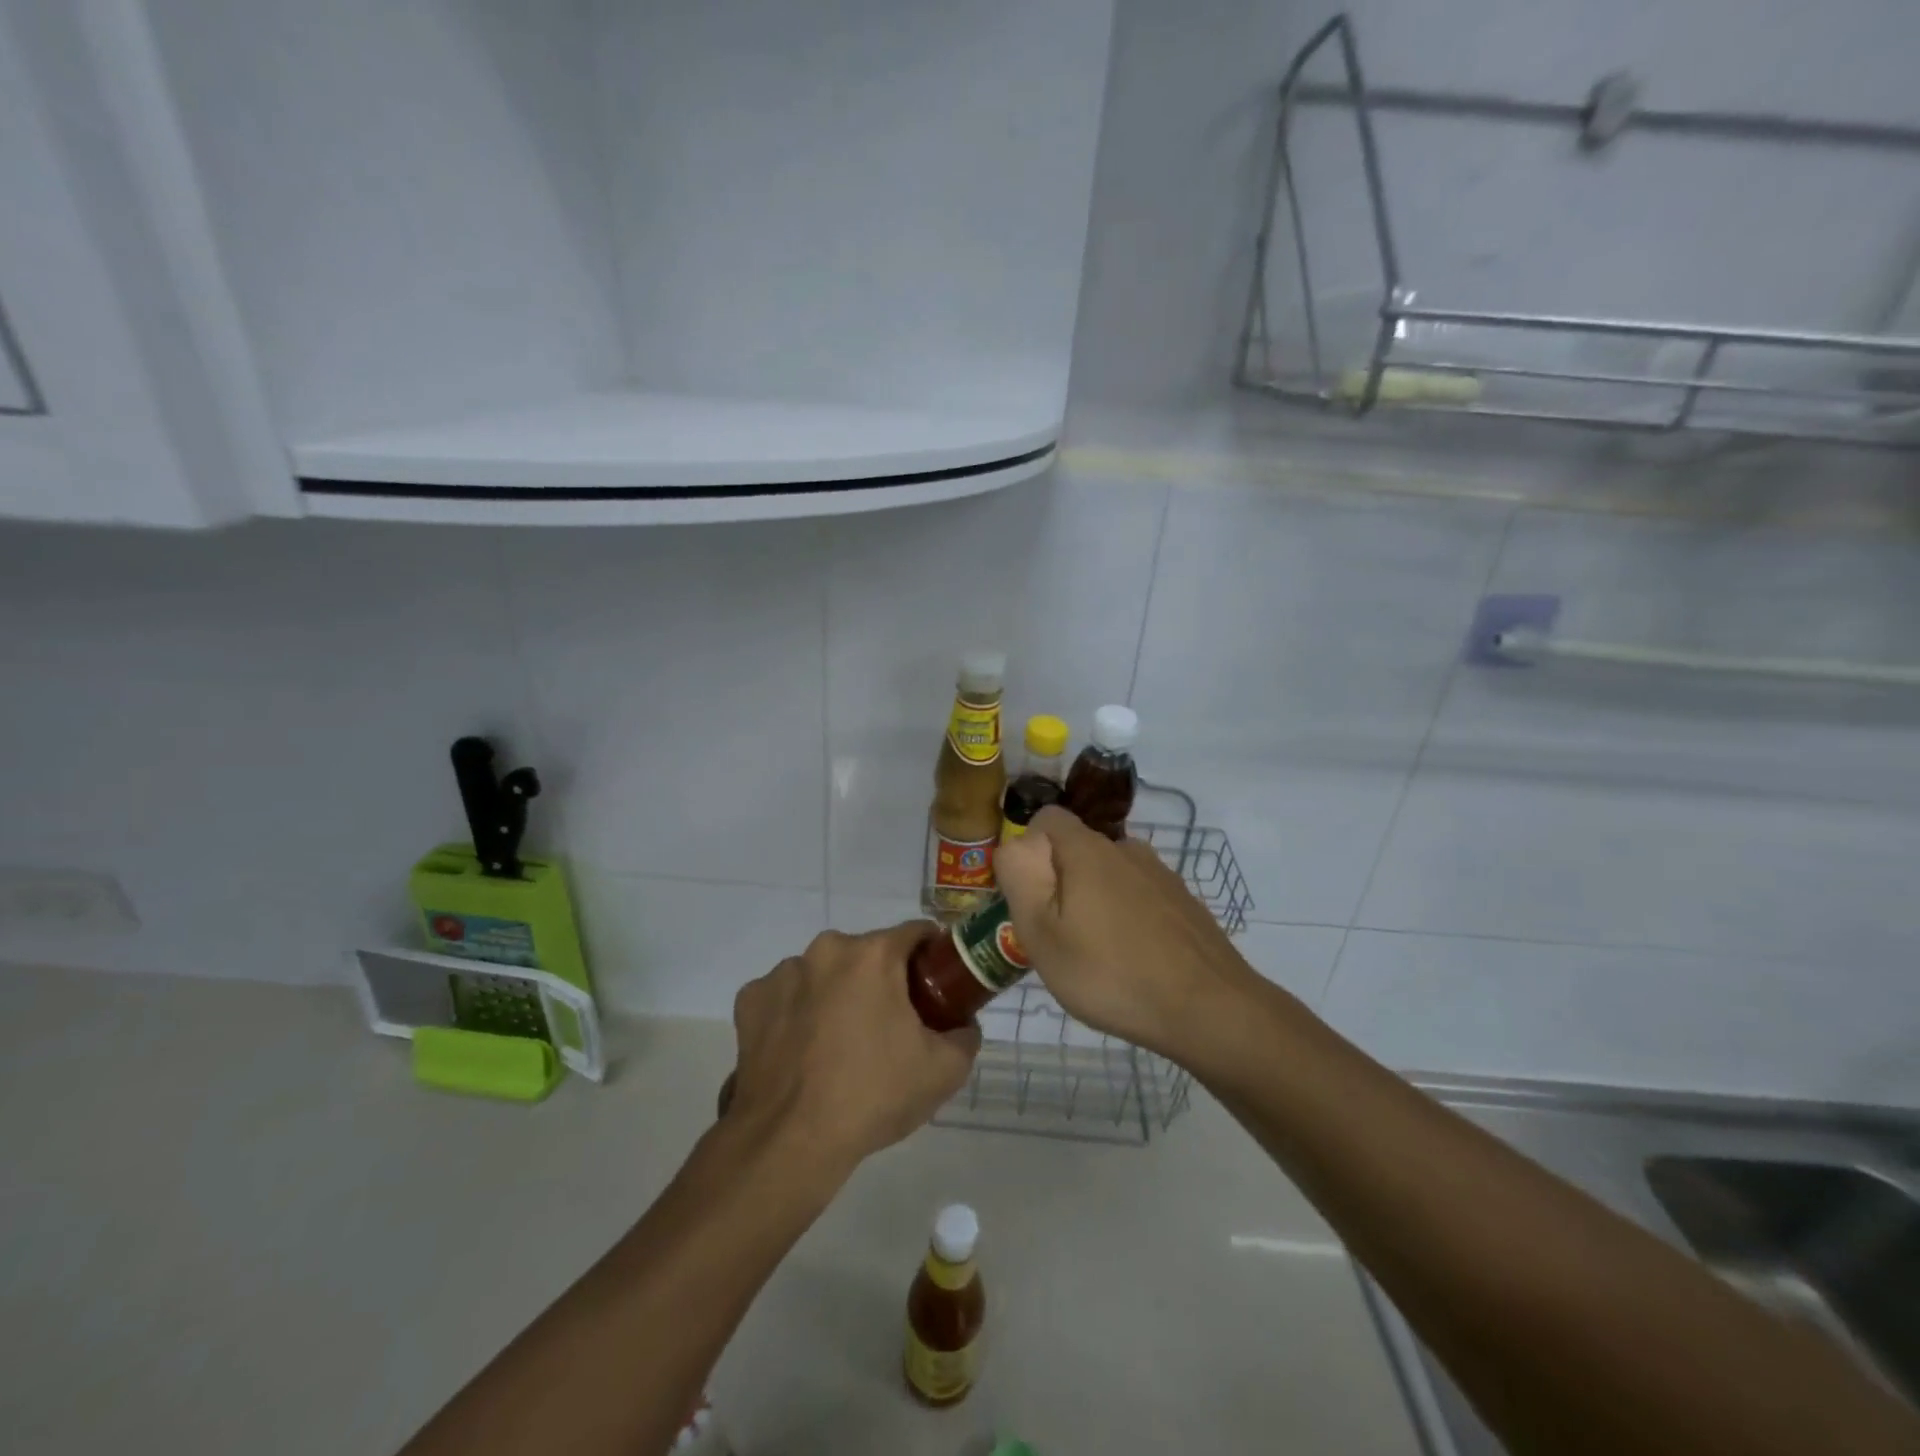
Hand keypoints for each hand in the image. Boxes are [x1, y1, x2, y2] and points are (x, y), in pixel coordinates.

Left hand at [726, 921, 980, 1173]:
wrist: (790, 1141)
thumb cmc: (873, 1095)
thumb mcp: (944, 1071)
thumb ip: (965, 1036)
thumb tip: (963, 1025)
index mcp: (873, 954)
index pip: (915, 933)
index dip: (931, 955)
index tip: (935, 984)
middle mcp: (826, 950)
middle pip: (866, 953)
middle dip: (881, 979)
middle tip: (890, 1024)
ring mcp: (783, 973)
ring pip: (824, 973)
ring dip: (836, 993)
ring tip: (839, 1044)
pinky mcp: (750, 1001)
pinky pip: (785, 996)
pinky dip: (796, 1013)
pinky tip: (801, 1050)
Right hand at [995, 806, 1256, 1058]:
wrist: (1210, 1009)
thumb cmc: (1111, 973)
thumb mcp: (1042, 934)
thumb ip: (1020, 880)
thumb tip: (1015, 846)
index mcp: (1088, 850)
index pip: (1047, 818)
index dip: (1028, 848)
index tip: (1028, 893)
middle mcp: (1127, 849)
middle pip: (1078, 850)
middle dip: (1060, 882)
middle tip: (1057, 936)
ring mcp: (1162, 875)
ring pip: (1111, 876)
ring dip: (1095, 902)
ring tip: (1095, 955)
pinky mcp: (1184, 903)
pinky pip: (1140, 898)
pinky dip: (1127, 918)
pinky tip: (1133, 961)